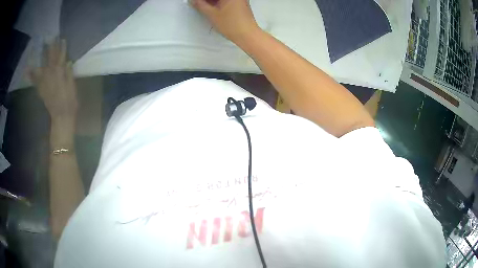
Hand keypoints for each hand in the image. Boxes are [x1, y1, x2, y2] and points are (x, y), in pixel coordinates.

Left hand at [31, 39, 77, 122]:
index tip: (61, 39)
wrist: (61, 115)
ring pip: (40, 66)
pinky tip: (27, 70)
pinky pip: (34, 80)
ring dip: (38, 58)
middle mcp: (50, 74)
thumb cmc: (69, 100)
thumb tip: (67, 62)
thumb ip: (68, 73)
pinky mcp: (40, 89)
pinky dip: (30, 75)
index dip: (61, 47)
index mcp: (59, 71)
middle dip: (50, 48)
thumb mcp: (72, 85)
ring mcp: (44, 81)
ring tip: (34, 51)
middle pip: (50, 58)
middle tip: (48, 39)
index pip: (60, 55)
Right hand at [191, 0, 259, 43]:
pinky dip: (218, 2)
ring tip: (203, 6)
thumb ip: (200, 5)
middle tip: (198, 4)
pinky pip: (227, 0)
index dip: (202, 0)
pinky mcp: (241, 3)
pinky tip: (211, 7)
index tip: (195, 2)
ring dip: (212, 1)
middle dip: (207, 0)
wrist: (248, 35)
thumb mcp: (212, 14)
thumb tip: (192, 0)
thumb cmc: (231, 24)